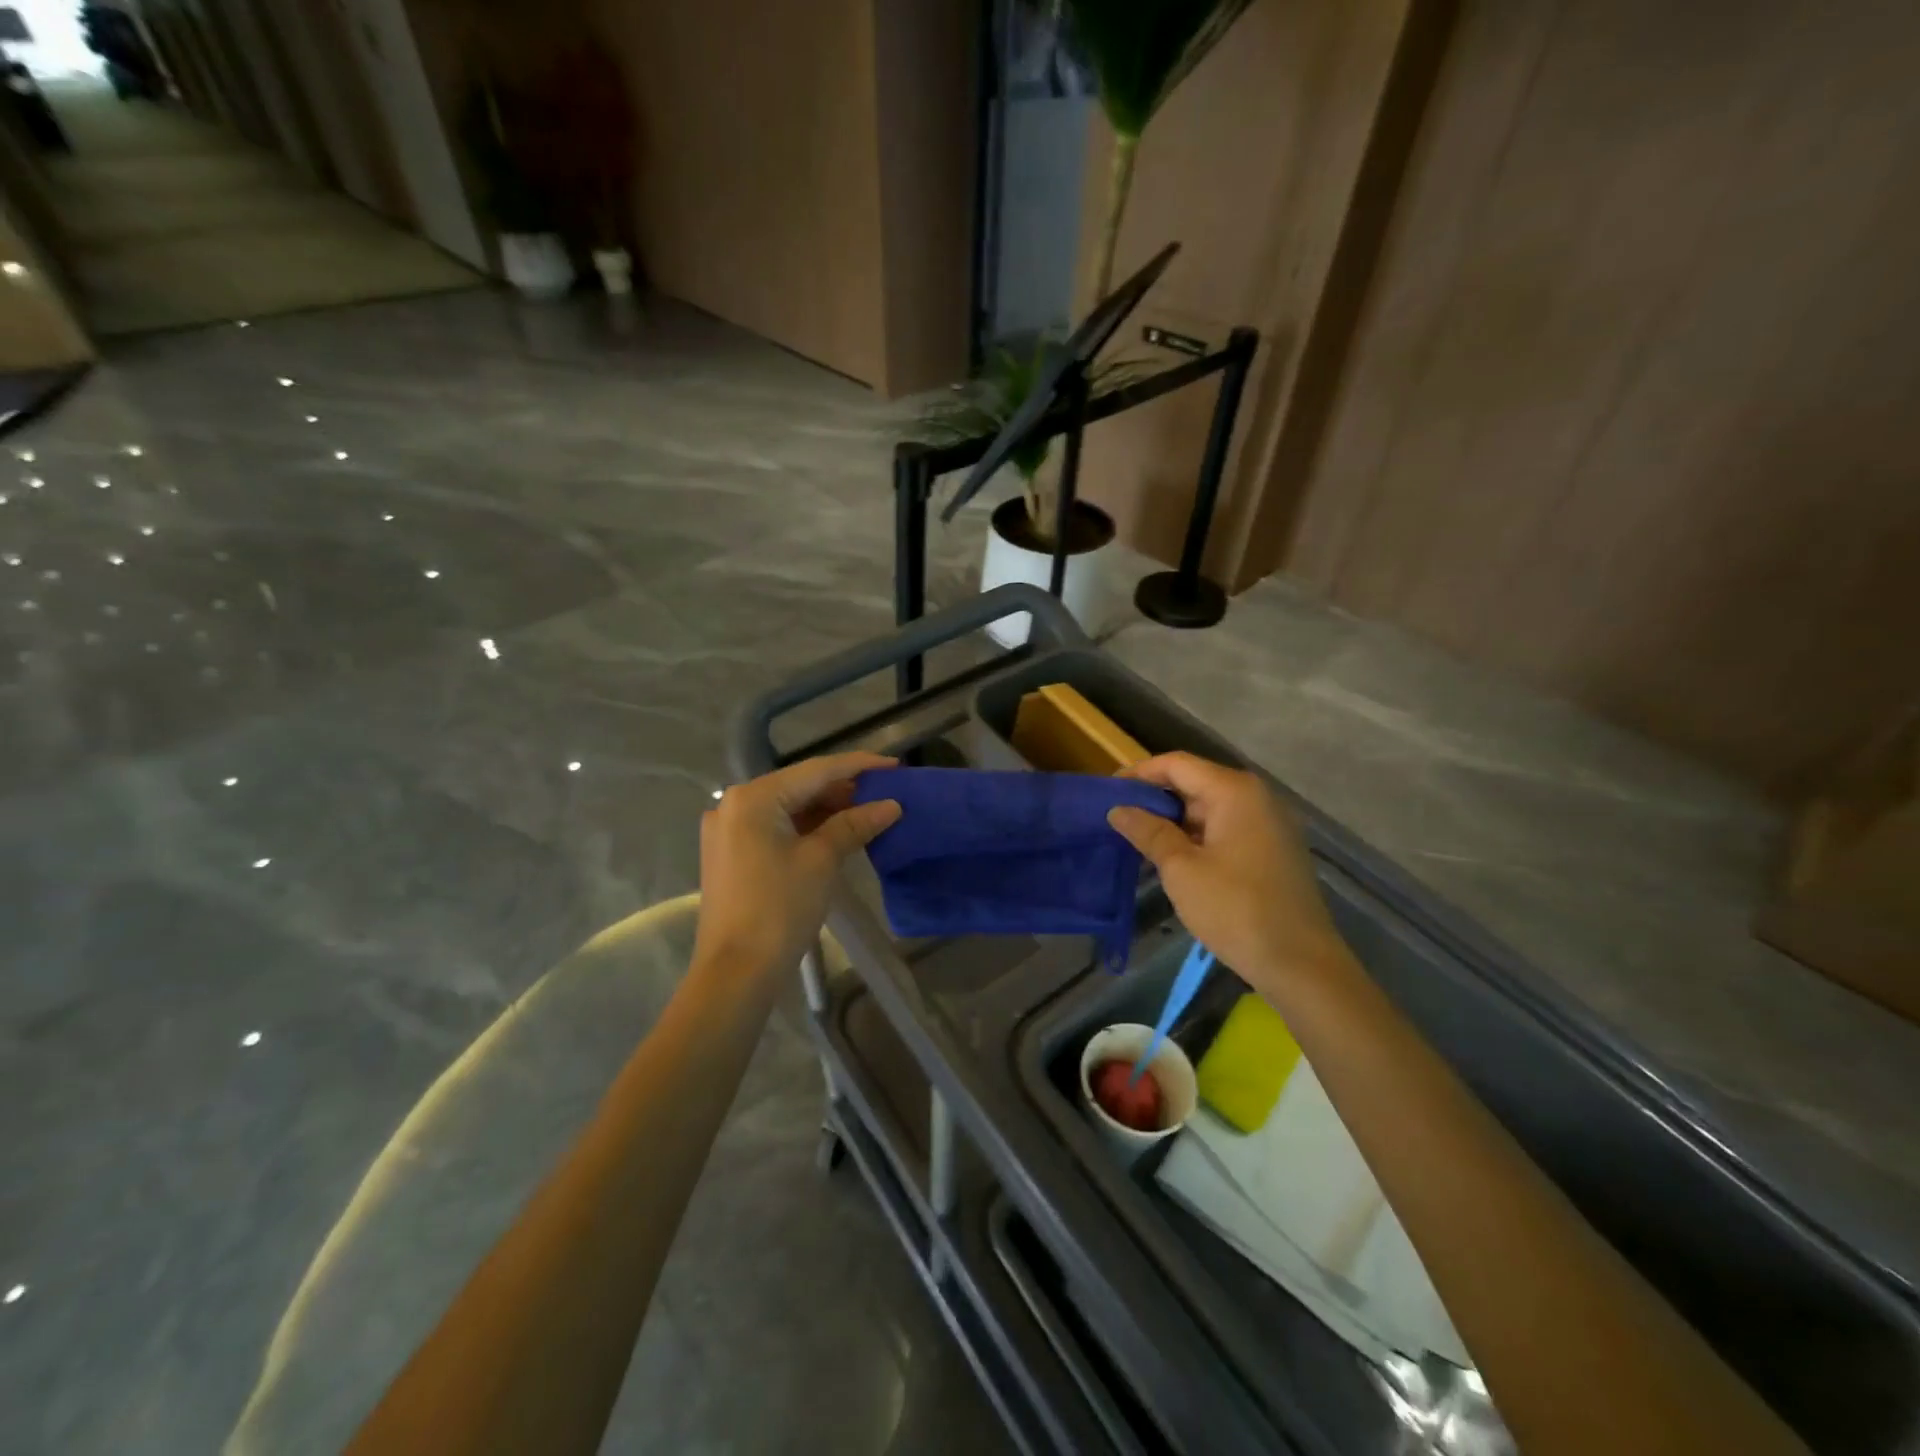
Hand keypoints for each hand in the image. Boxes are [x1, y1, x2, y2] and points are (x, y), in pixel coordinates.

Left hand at [693, 753, 901, 979]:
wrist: (735, 972)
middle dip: (843, 789)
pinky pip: (775, 827)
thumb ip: (854, 824)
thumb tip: (891, 805)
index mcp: (754, 797)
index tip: (895, 765)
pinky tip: (836, 832)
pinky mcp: (731, 853)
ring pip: (788, 807)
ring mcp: (728, 830)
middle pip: (800, 786)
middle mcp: (735, 804)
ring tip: (869, 812)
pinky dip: (806, 828)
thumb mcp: (822, 861)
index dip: (859, 765)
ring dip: (826, 809)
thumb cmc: (780, 908)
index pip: (816, 770)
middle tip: (886, 793)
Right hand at [1107, 753, 1347, 1000]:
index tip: (1107, 792)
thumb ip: (1148, 832)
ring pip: (1210, 808)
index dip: (1139, 774)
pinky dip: (1198, 836)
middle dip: (1155, 798)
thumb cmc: (1235, 909)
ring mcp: (1269, 823)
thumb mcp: (1181, 869)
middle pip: (1195, 782)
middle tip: (1119, 819)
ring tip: (1139, 840)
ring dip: (1175, 820)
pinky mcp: (1274, 849)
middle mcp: (1256, 797)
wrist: (1301, 964)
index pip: (1176, 765)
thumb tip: (1118, 809)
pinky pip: (1227, 828)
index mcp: (1234, 791)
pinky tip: (1174, 858)